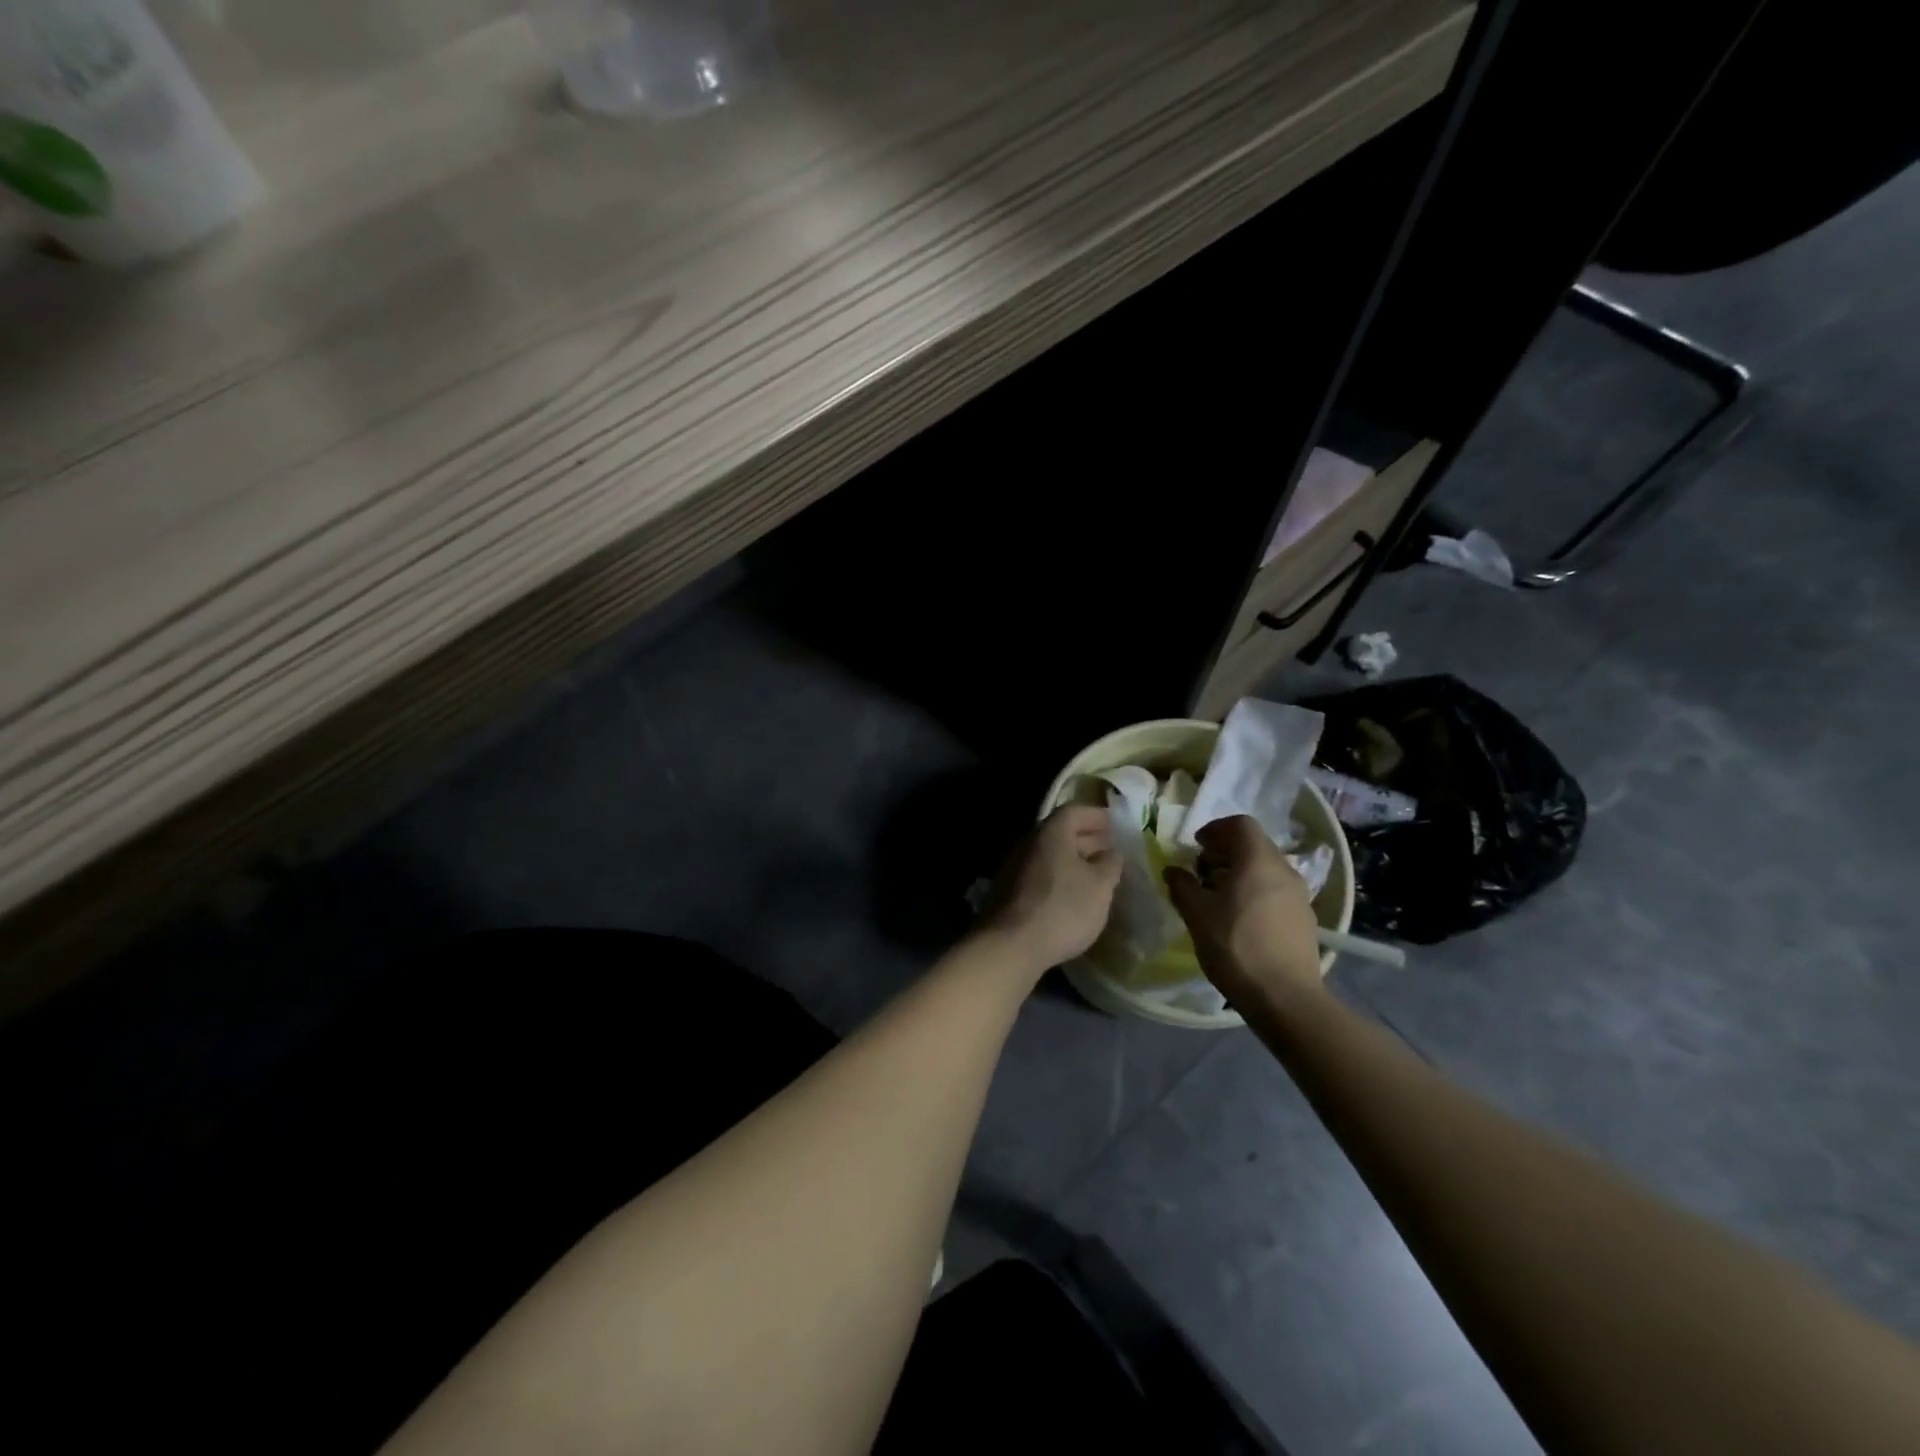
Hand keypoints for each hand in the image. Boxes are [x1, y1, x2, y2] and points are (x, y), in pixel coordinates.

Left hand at [978, 804, 1121, 975]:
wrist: (1010, 946)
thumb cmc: (1062, 908)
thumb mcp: (1100, 886)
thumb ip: (1110, 864)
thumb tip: (1111, 853)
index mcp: (1051, 833)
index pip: (1074, 811)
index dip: (1097, 816)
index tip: (1115, 825)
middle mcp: (1028, 843)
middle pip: (1060, 832)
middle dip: (1086, 838)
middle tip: (1109, 849)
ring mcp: (1014, 867)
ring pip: (1049, 855)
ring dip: (1073, 860)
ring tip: (1096, 875)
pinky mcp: (1008, 892)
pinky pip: (1040, 874)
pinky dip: (1059, 877)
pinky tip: (1072, 895)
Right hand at [1164, 816, 1323, 1005]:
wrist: (1285, 997)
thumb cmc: (1236, 947)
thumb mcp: (1196, 914)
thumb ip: (1182, 885)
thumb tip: (1174, 871)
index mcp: (1258, 861)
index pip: (1240, 824)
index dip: (1215, 829)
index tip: (1196, 847)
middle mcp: (1284, 870)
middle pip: (1254, 845)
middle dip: (1225, 852)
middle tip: (1201, 873)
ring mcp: (1299, 895)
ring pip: (1265, 869)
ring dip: (1240, 872)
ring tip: (1218, 898)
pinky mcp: (1304, 918)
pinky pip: (1275, 890)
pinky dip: (1255, 891)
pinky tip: (1240, 919)